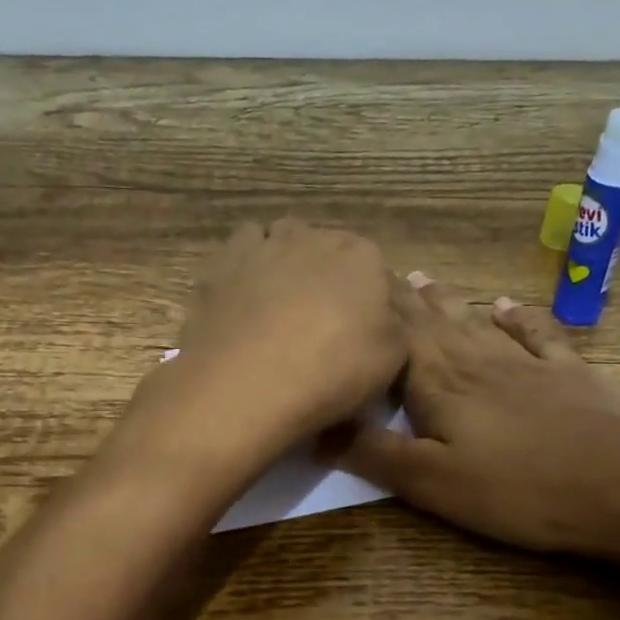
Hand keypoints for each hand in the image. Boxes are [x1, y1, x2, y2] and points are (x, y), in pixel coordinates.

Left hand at [129, 220, 405, 469]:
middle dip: (330, 279)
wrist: (251, 382)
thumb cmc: (334, 370)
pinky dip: (248, 267)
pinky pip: (242, 252)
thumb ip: (396, 324)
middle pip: (329, 252)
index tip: (364, 333)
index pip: (378, 271)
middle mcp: (315, 236)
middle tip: (323, 324)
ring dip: (287, 264)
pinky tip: (247, 298)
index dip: (373, 303)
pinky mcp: (223, 263)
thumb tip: (386, 312)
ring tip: (282, 306)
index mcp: (363, 256)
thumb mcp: (394, 358)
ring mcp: (265, 245)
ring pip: (283, 241)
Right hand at [337, 274, 619, 557]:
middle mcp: (477, 359)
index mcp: (439, 382)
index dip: (372, 310)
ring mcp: (526, 362)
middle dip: (401, 298)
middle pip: (432, 321)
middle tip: (378, 270)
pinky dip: (516, 316)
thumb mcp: (430, 482)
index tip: (348, 282)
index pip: (395, 334)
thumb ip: (373, 452)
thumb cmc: (518, 489)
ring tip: (422, 279)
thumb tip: (318, 424)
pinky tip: (503, 305)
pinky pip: (534, 333)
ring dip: (446, 301)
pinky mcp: (567, 374)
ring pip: (474, 322)